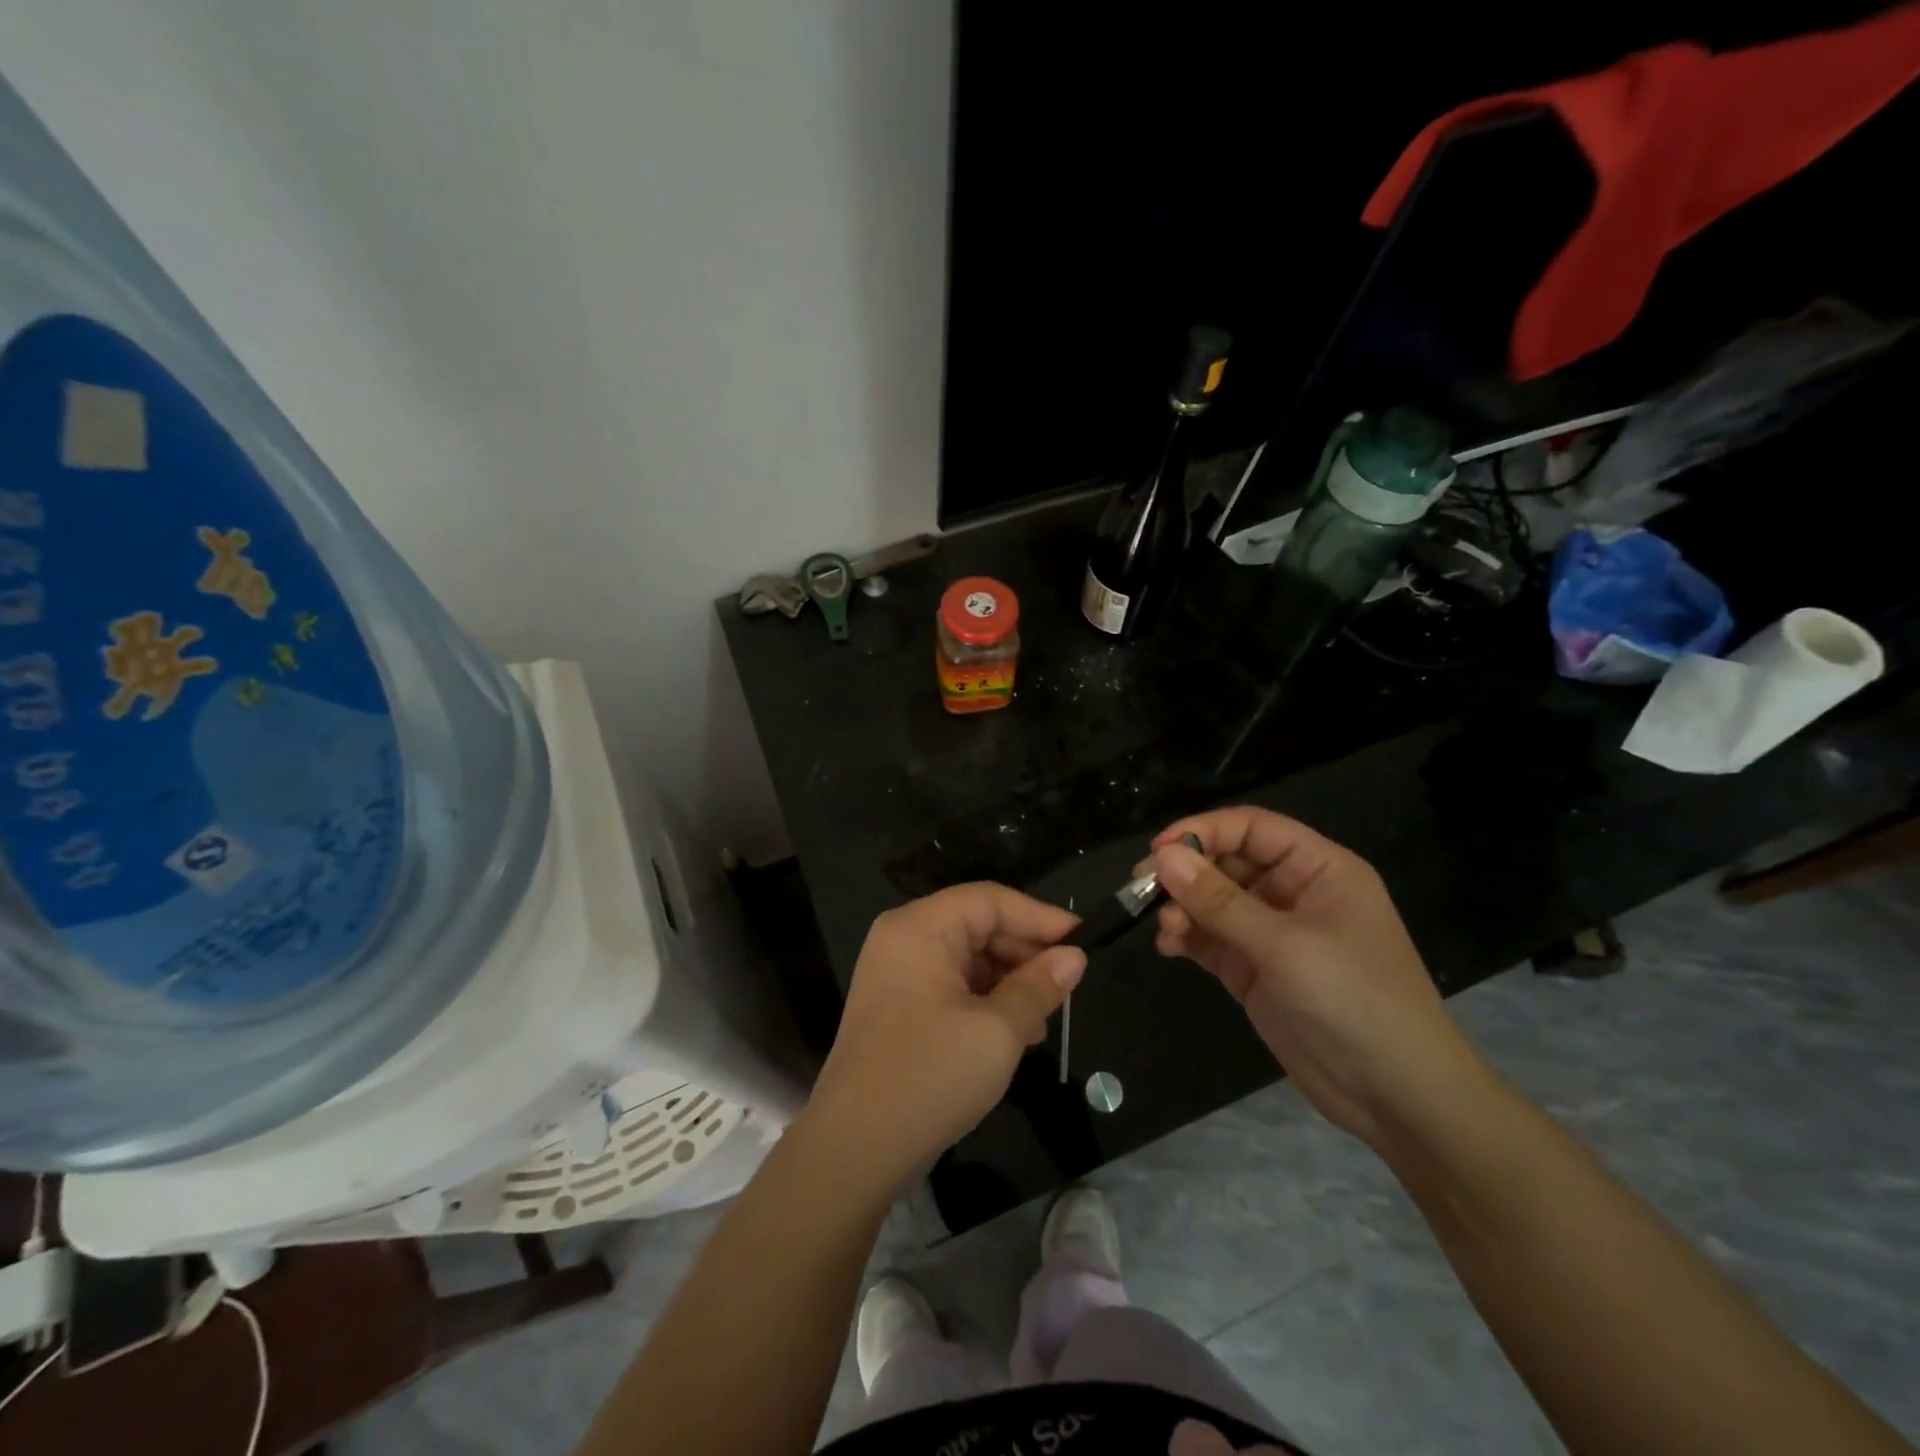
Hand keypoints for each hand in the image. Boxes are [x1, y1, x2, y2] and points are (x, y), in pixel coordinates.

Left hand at [805, 884, 1084, 1197]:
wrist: (854, 1149)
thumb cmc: (930, 1076)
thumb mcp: (997, 1031)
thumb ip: (1038, 987)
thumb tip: (1074, 957)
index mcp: (920, 927)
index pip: (989, 900)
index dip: (1039, 917)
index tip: (1084, 940)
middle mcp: (903, 938)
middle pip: (976, 925)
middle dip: (1024, 952)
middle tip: (1068, 983)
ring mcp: (896, 973)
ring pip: (967, 958)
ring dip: (1009, 980)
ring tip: (1046, 1015)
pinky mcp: (898, 1007)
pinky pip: (951, 985)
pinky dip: (985, 1000)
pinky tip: (1016, 1031)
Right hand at [1149, 807, 1489, 1148]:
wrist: (1397, 1099)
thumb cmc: (1354, 1002)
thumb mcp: (1285, 946)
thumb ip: (1219, 901)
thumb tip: (1163, 856)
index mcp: (1319, 870)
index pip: (1252, 828)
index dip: (1204, 830)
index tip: (1159, 849)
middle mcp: (1294, 893)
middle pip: (1227, 862)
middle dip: (1187, 873)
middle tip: (1145, 887)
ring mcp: (1272, 934)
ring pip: (1213, 902)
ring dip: (1183, 908)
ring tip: (1166, 928)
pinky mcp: (1254, 970)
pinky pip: (1211, 939)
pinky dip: (1187, 938)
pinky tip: (1169, 947)